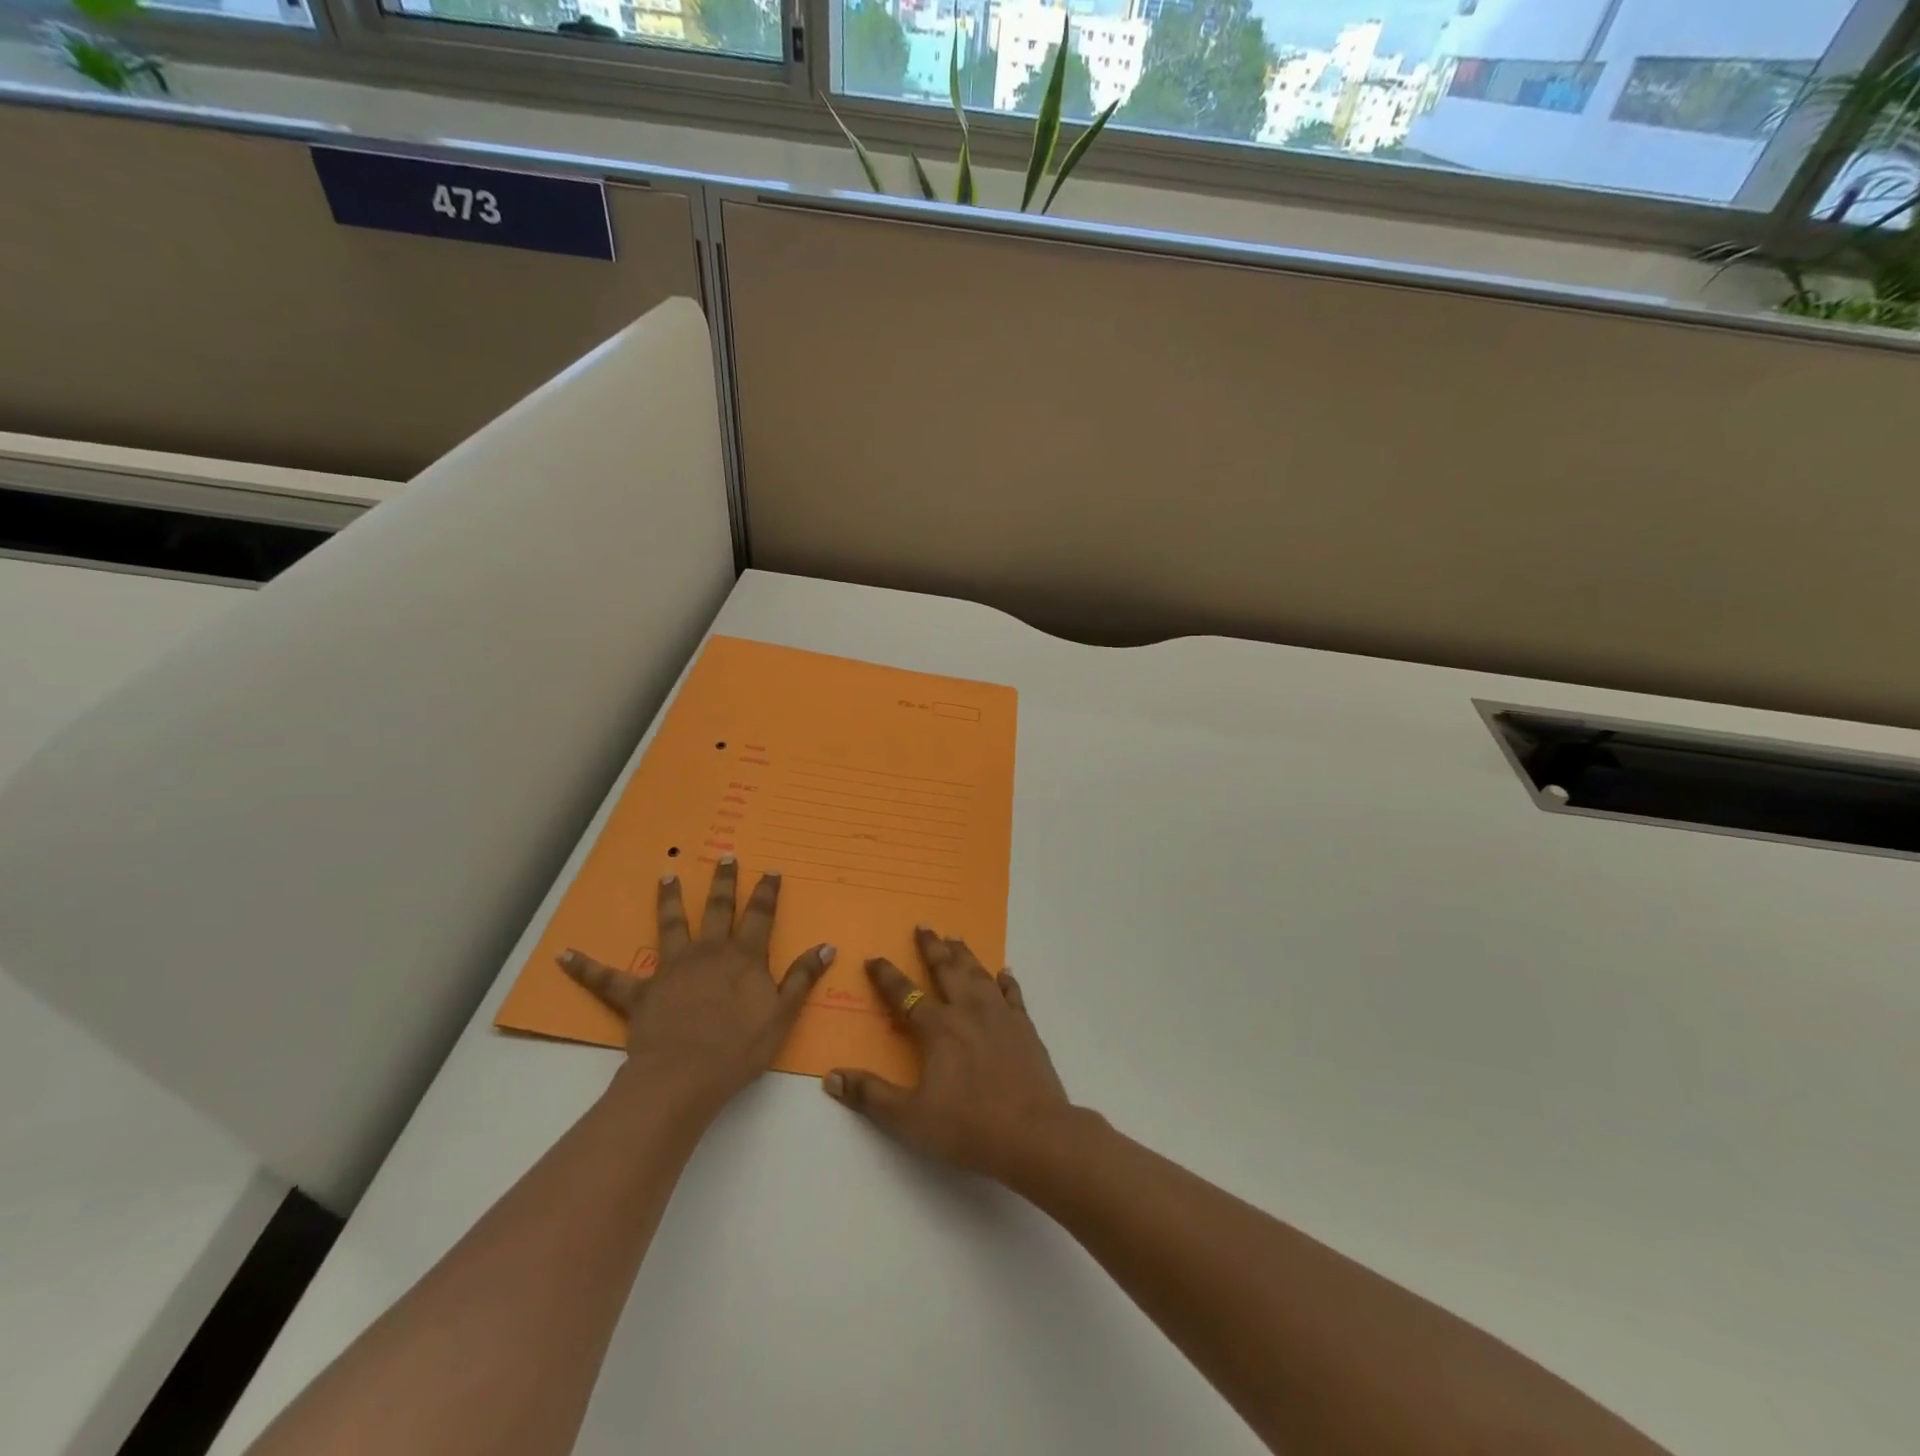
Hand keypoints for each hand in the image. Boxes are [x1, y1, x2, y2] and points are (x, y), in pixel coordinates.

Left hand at [558, 857, 833, 1113]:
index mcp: (743, 957)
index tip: (770, 871)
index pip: (760, 916)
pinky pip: (608, 978)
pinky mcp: (639, 993)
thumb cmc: (739, 1049)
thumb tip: (826, 946)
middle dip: (723, 882)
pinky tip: (563, 954)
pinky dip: (585, 967)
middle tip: (724, 857)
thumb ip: (802, 978)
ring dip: (668, 901)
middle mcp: (707, 953)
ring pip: (669, 926)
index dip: (766, 892)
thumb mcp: (782, 1015)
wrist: (683, 1077)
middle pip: (716, 909)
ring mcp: (671, 969)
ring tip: (665, 877)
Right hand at [822, 926, 1073, 1179]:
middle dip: (932, 947)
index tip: (874, 958)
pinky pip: (1013, 994)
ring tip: (956, 938)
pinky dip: (1006, 981)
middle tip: (924, 925)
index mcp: (938, 1028)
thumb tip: (831, 1077)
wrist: (1033, 1134)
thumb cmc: (967, 1127)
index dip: (886, 976)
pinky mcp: (1025, 1028)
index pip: (904, 994)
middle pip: (946, 970)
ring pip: (978, 974)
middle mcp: (968, 1011)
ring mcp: (1000, 1015)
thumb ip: (870, 1095)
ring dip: (965, 955)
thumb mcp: (908, 1118)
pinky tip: (1004, 973)